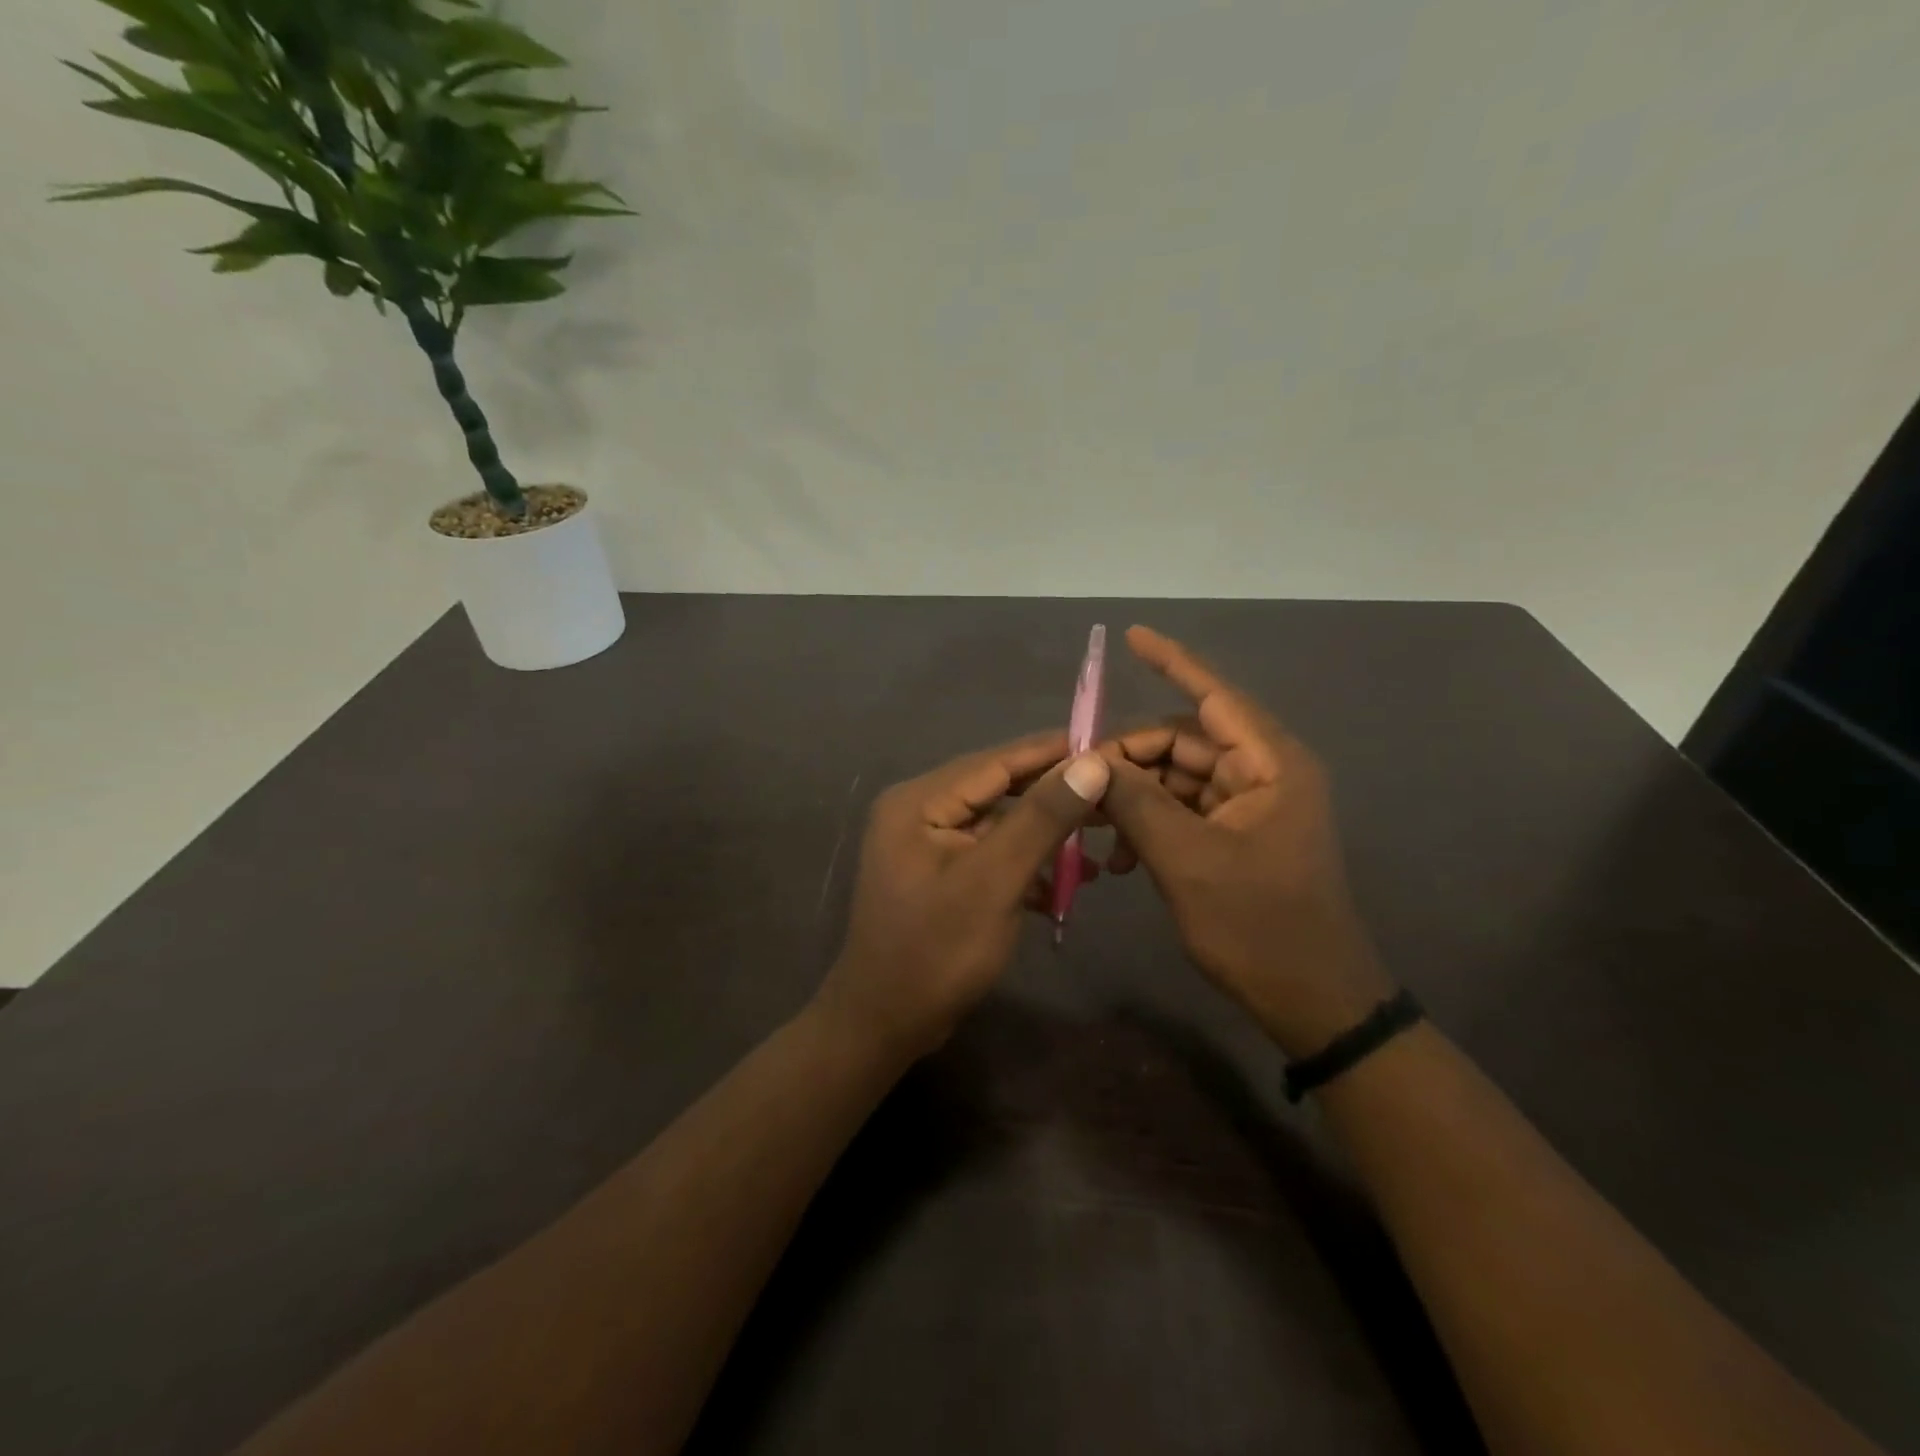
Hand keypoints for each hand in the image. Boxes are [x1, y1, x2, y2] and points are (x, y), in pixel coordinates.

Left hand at [814, 734, 1110, 1059]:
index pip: (995, 762)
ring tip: (1100, 846)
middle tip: (1112, 799)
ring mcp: (927, 845)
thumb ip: (1041, 819)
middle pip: (998, 791)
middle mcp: (918, 811)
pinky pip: (990, 855)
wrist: (884, 1025)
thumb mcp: (994, 882)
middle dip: (1054, 798)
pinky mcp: (940, 875)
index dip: (1052, 752)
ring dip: (1045, 838)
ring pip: (998, 825)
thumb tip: (1091, 763)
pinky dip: (1025, 866)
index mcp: (919, 801)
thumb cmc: (936, 951)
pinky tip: (1064, 887)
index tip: (1106, 744)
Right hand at [1097, 626, 1394, 1057]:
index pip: (1215, 696)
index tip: (1131, 635)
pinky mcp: (1234, 836)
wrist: (1311, 1001)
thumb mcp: (1187, 862)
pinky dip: (1146, 824)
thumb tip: (1089, 762)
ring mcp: (1248, 806)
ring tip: (1090, 829)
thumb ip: (1136, 803)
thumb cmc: (1259, 927)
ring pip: (1175, 778)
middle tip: (1077, 784)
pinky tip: (1115, 858)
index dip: (1173, 662)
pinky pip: (1180, 811)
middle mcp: (1262, 774)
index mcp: (1270, 765)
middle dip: (1127, 758)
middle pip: (1181, 742)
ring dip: (1131, 798)